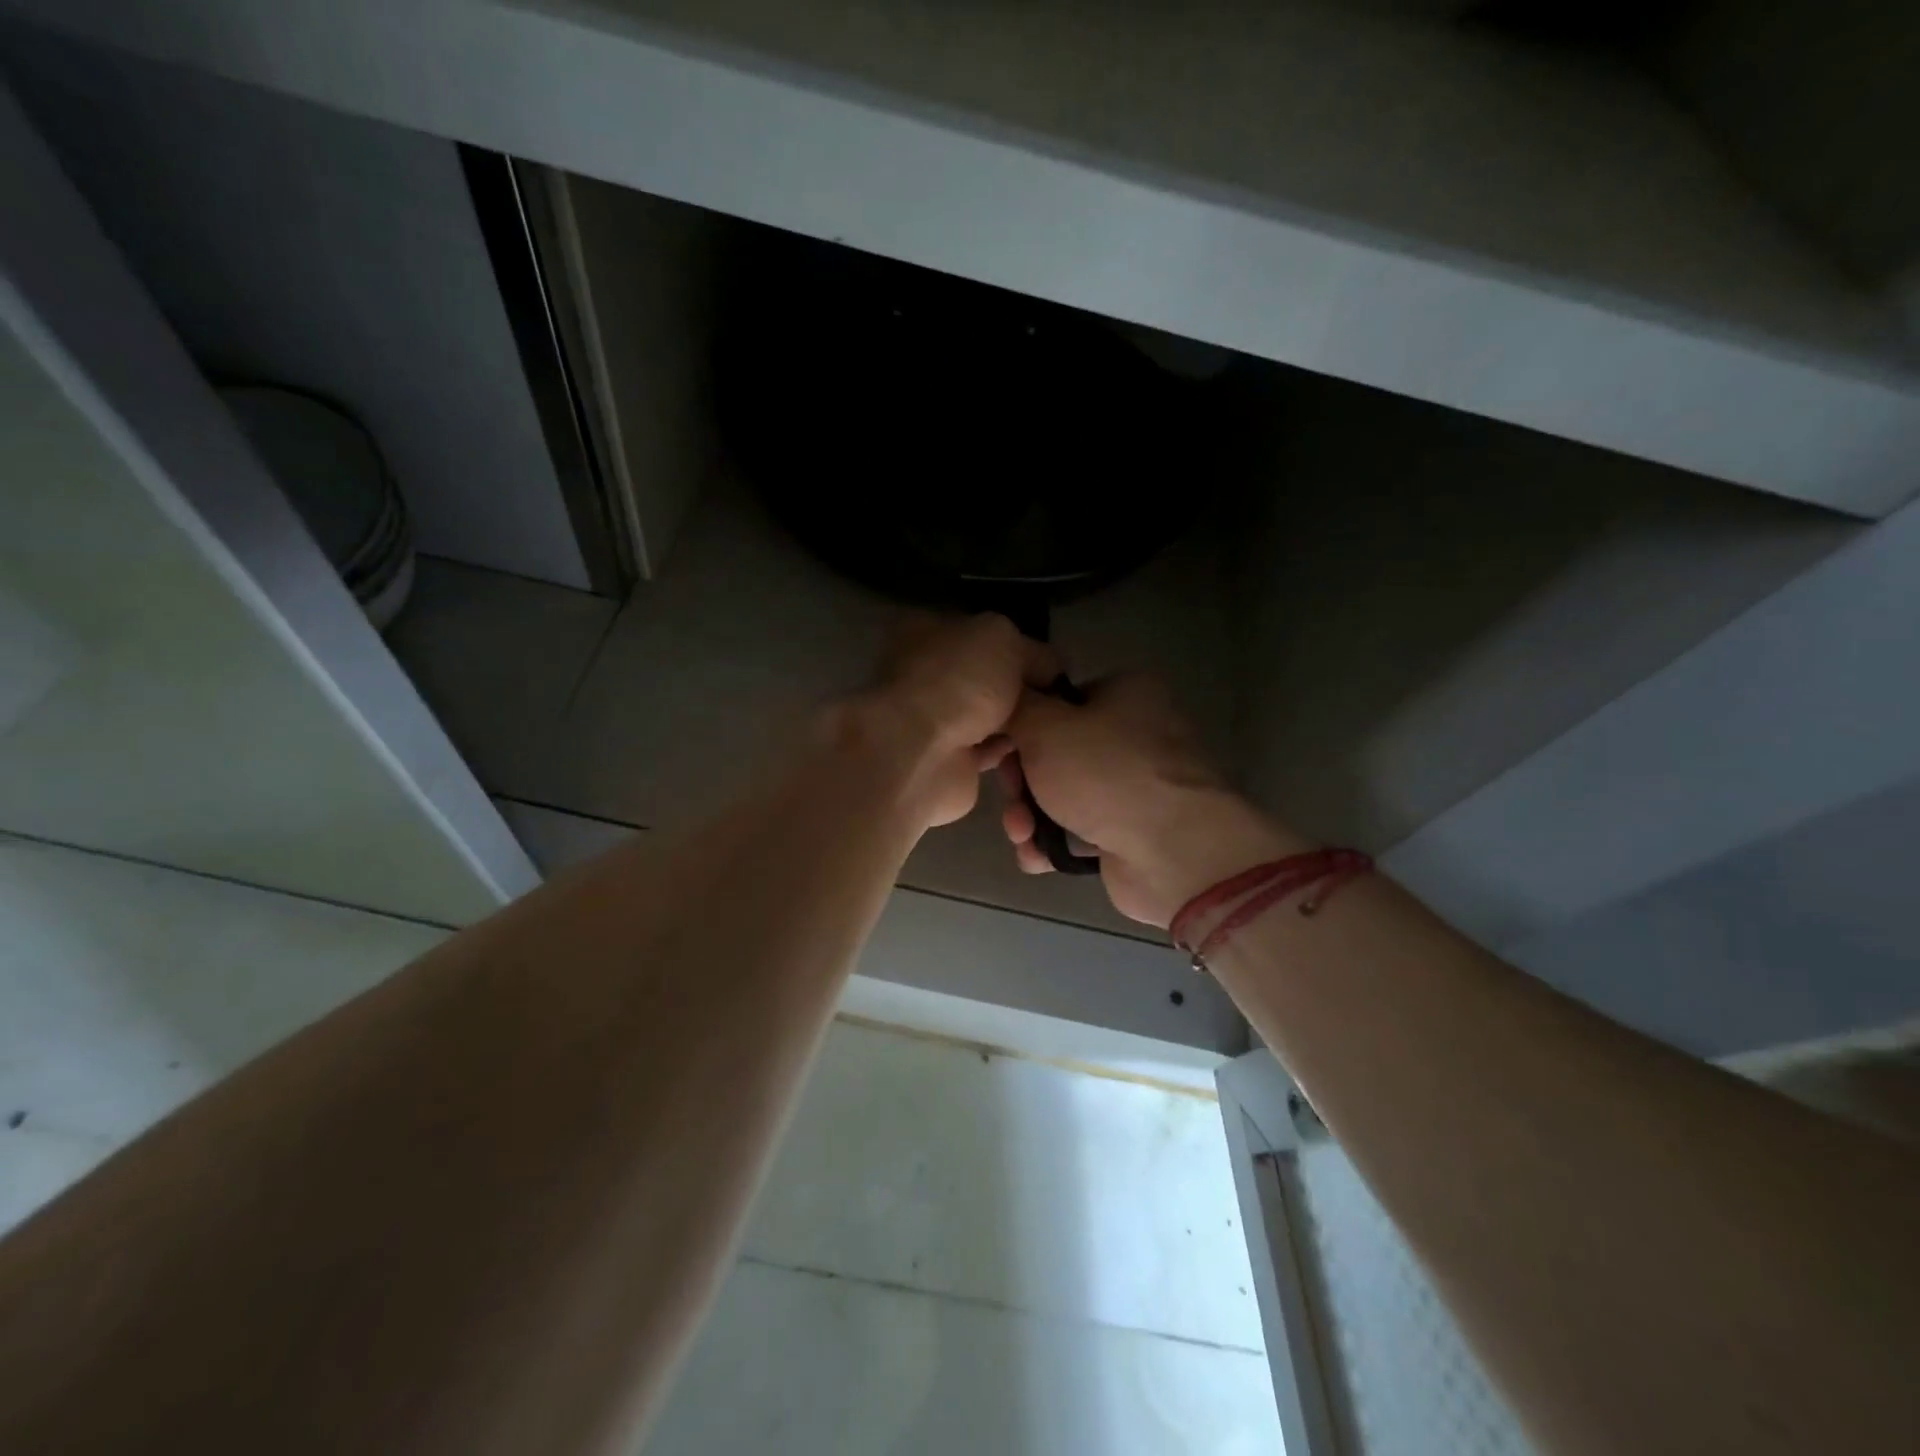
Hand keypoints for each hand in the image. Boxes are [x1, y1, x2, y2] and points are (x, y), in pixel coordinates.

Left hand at [849, 614, 1058, 830]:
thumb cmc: (958, 681)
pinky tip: (1038, 749)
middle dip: (1020, 687)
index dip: (1018, 644)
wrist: (921, 755)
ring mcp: (933, 720)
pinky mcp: (946, 760)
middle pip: (985, 676)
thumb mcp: (1006, 640)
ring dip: (1016, 722)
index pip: (980, 632)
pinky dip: (1009, 752)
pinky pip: (987, 751)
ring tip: (1054, 724)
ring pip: (987, 716)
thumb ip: (1033, 650)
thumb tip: (1052, 669)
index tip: (1052, 664)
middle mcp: (927, 673)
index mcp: (928, 631)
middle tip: (1058, 698)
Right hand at [999, 675, 1310, 926]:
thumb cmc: (1106, 774)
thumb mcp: (1045, 725)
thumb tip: (1008, 698)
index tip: (999, 750)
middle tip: (1011, 797)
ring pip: (1061, 794)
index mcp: (1126, 694)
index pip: (1059, 700)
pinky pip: (1078, 830)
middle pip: (1055, 751)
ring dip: (1030, 816)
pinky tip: (1037, 857)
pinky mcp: (1131, 832)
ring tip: (1022, 834)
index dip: (1022, 724)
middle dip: (1022, 780)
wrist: (1173, 854)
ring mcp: (1135, 787)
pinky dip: (1053, 843)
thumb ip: (1017, 706)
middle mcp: (1134, 735)